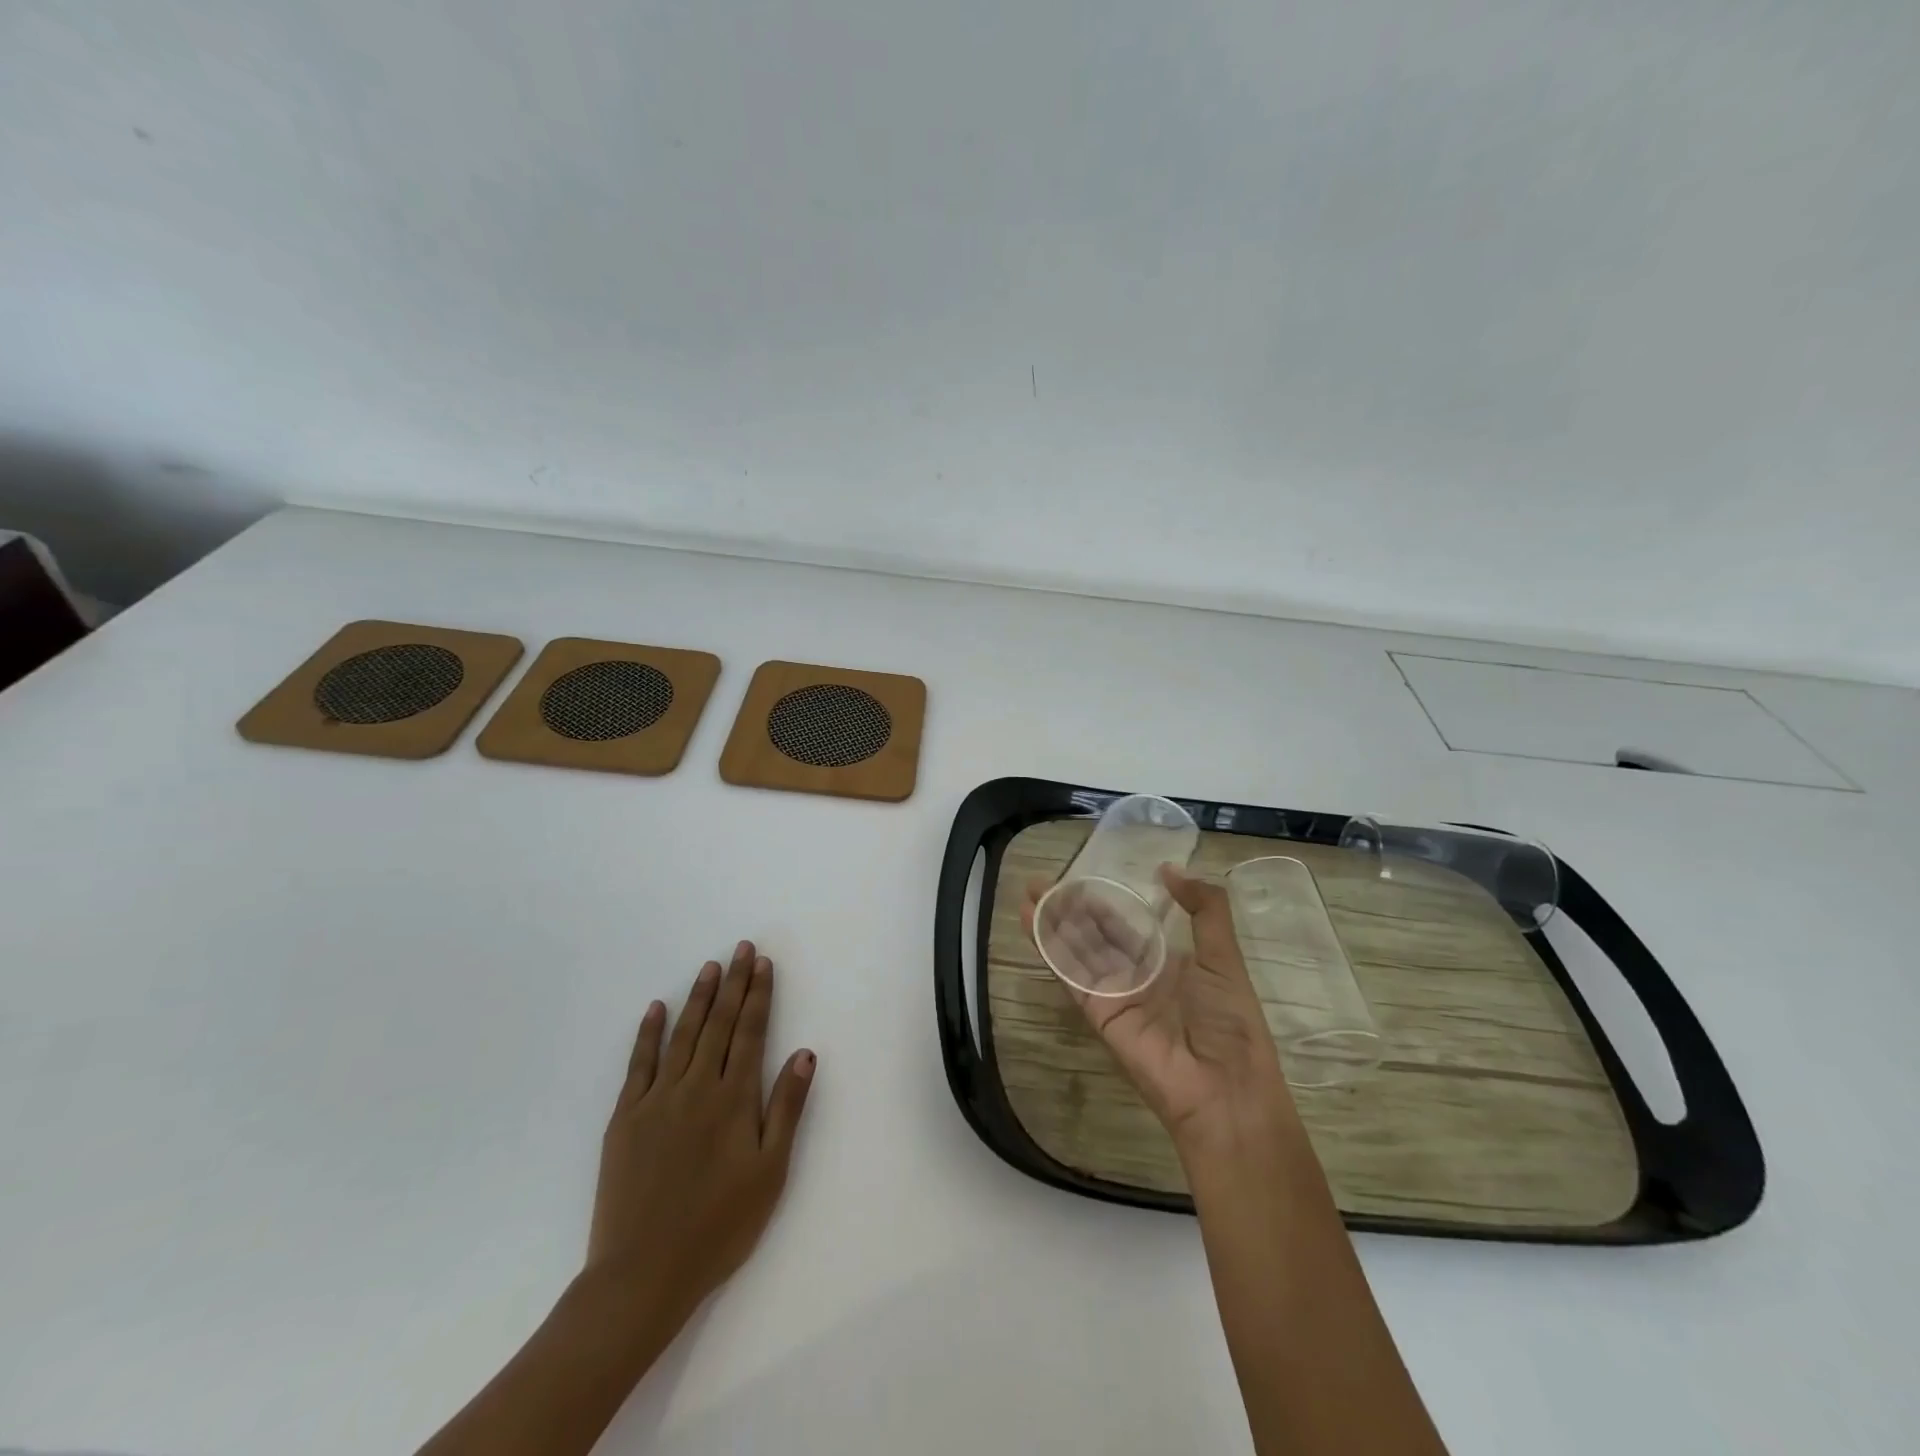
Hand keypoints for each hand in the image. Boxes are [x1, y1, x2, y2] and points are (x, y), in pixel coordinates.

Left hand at [586, 941, 815, 1330]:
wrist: (642, 1275)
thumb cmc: (719, 1227)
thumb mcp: (770, 1172)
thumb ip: (786, 1108)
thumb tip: (804, 1053)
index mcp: (734, 1099)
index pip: (751, 1032)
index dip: (759, 995)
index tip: (763, 963)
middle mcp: (697, 1087)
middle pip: (719, 1023)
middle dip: (734, 983)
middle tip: (741, 948)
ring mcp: (658, 1099)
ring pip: (683, 1034)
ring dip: (699, 997)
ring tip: (710, 967)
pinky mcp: (626, 1118)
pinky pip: (639, 1063)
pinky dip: (648, 1033)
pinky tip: (656, 1008)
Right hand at [1023, 866, 1293, 1156]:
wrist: (1224, 1091)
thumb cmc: (1230, 1022)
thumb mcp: (1225, 958)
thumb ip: (1205, 909)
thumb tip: (1170, 868)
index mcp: (1168, 963)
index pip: (1127, 924)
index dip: (1103, 901)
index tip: (1082, 877)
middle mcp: (1136, 976)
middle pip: (1095, 935)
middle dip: (1069, 908)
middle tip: (1042, 881)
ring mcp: (1114, 994)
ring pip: (1077, 950)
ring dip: (1052, 923)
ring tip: (1030, 894)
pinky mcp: (1096, 1012)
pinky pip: (1070, 975)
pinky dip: (1050, 949)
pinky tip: (1032, 923)